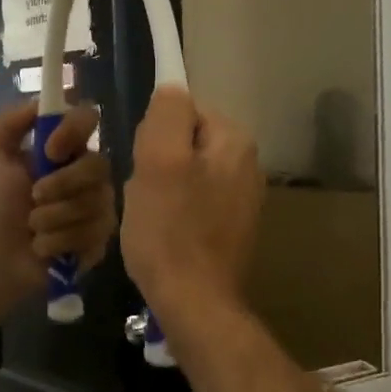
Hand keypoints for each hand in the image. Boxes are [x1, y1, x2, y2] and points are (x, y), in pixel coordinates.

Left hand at [0, 101, 115, 347]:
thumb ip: (10, 123)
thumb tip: (40, 102)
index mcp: (66, 149)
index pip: (88, 120)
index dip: (73, 131)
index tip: (48, 150)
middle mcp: (90, 175)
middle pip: (99, 166)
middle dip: (62, 184)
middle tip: (34, 198)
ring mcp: (100, 208)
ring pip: (93, 204)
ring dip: (53, 218)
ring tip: (32, 228)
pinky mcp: (101, 241)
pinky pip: (91, 234)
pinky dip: (58, 242)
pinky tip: (42, 248)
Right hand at [120, 85, 262, 326]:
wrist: (193, 301)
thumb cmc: (170, 229)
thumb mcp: (158, 161)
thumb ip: (167, 114)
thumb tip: (171, 90)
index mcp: (234, 141)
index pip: (183, 110)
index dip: (153, 134)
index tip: (144, 164)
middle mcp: (247, 164)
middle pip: (184, 142)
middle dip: (157, 162)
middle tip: (143, 193)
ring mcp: (242, 199)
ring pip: (184, 173)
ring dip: (161, 189)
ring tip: (151, 217)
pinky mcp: (231, 227)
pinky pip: (192, 202)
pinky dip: (174, 212)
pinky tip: (164, 234)